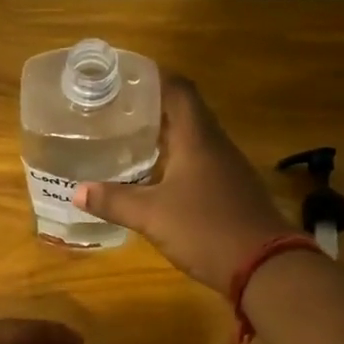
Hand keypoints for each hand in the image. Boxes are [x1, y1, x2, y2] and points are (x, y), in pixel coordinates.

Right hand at [73, 77, 292, 294]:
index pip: (179, 90)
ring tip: (129, 139)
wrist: (266, 266)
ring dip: (164, 136)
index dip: (153, 77)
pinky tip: (155, 178)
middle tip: (116, 110)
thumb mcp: (152, 216)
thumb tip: (77, 191)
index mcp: (197, 138)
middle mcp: (215, 145)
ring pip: (193, 139)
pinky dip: (176, 161)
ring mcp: (227, 168)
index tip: (124, 77)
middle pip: (185, 112)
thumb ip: (115, 201)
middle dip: (152, 107)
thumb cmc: (206, 230)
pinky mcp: (231, 191)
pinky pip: (200, 163)